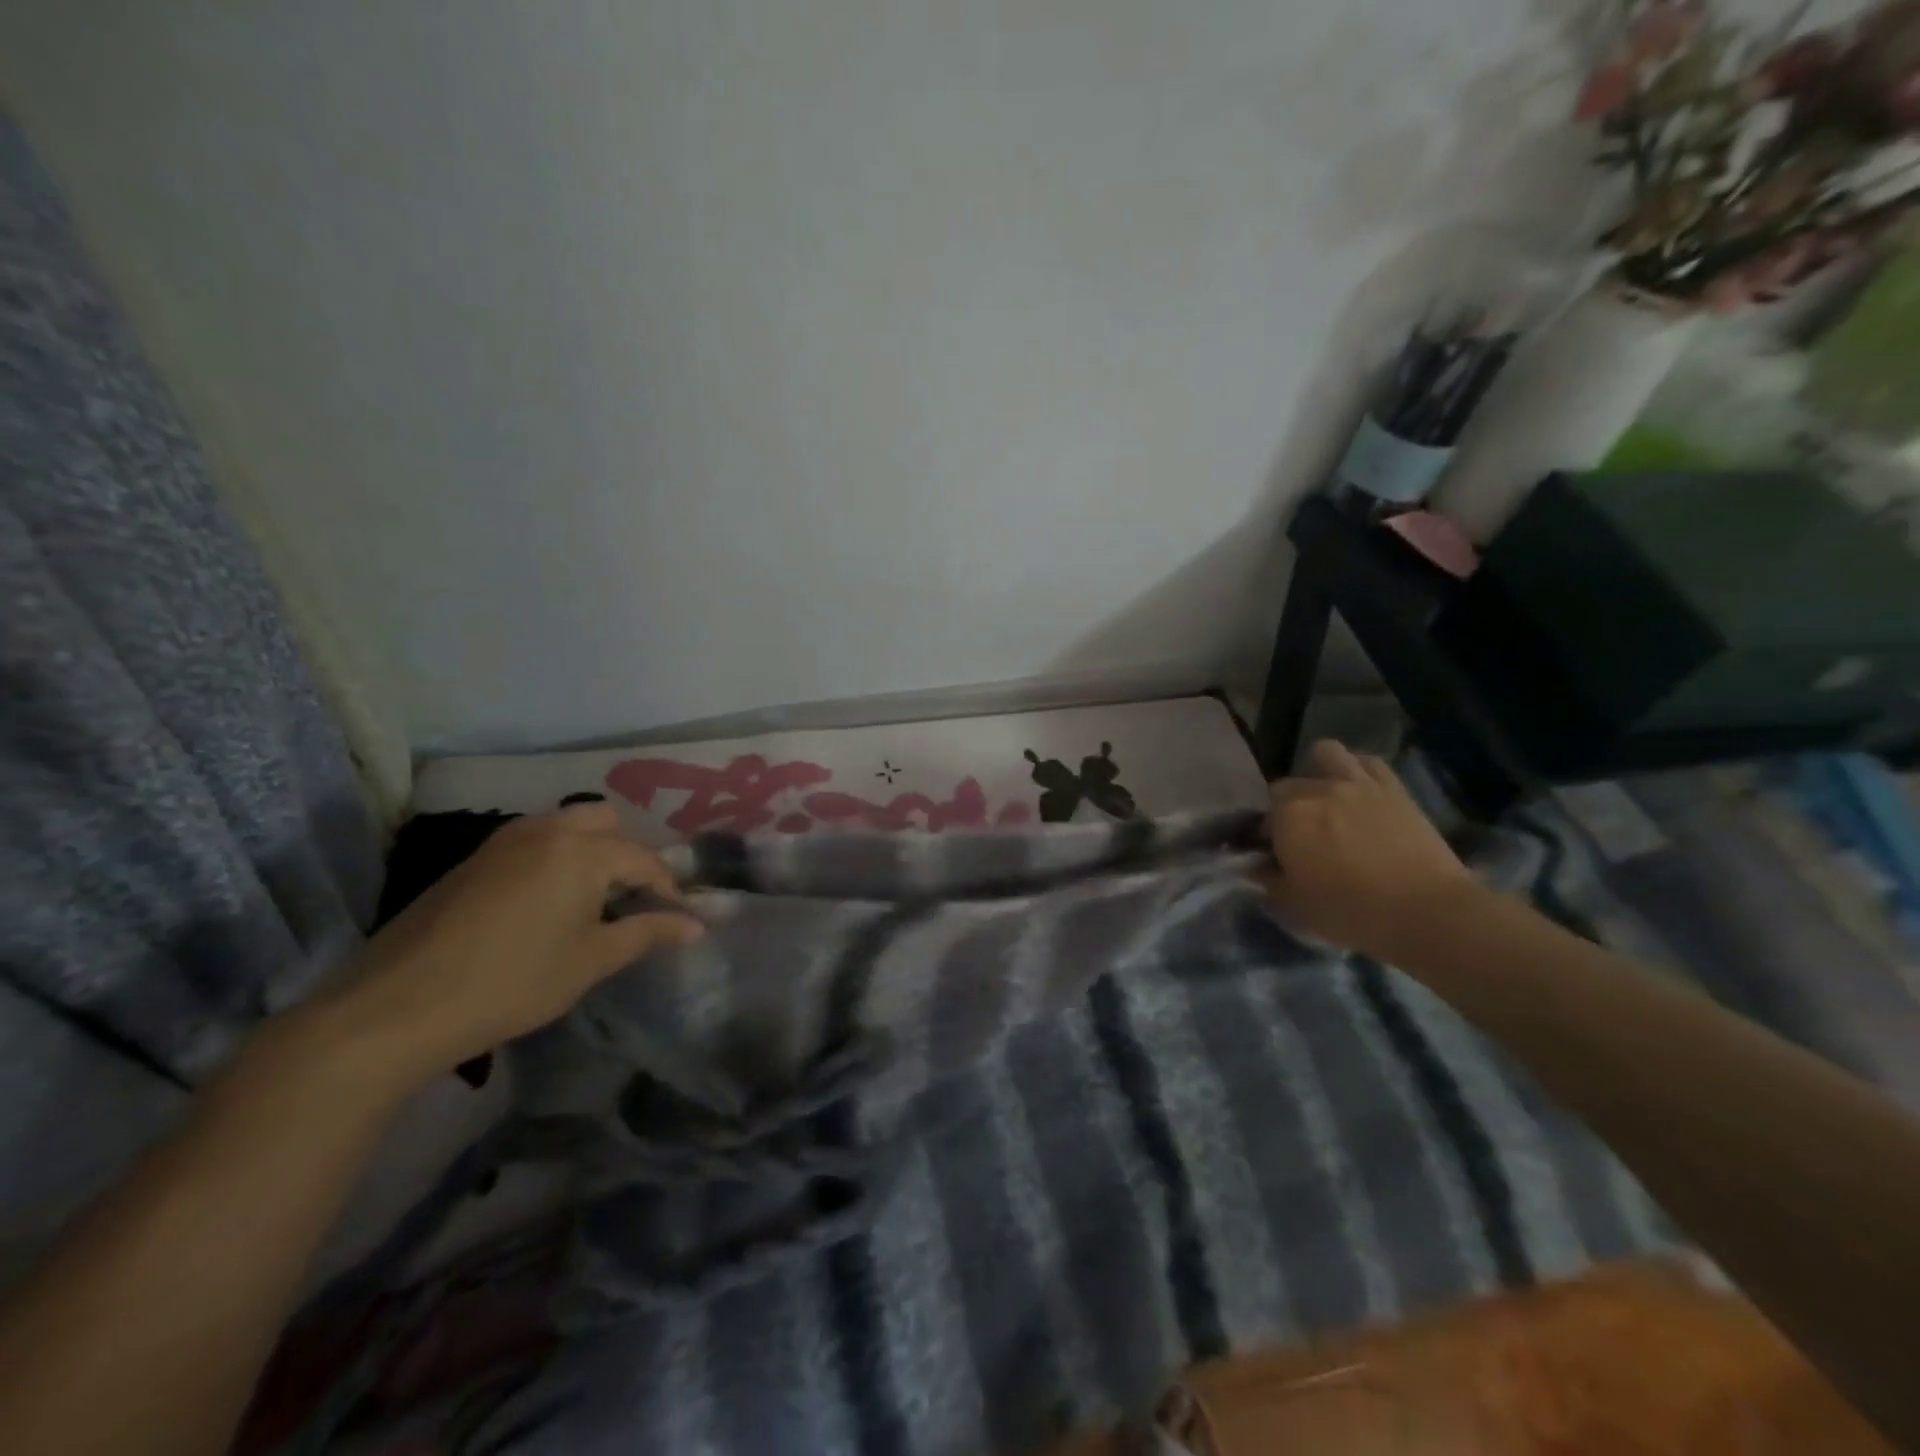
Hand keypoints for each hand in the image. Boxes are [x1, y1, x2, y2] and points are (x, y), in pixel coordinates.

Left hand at [323, 803, 702, 1083]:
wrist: (398, 1005)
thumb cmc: (513, 981)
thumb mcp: (591, 961)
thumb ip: (647, 934)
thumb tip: (696, 926)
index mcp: (582, 851)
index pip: (643, 859)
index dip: (666, 888)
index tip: (675, 917)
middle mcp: (546, 831)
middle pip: (604, 821)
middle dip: (626, 853)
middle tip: (629, 898)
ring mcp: (504, 842)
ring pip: (564, 826)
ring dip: (588, 852)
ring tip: (590, 900)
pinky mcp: (472, 861)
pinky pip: (531, 843)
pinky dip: (553, 859)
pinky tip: (543, 905)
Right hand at [1266, 740, 1479, 959]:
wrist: (1428, 911)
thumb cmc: (1351, 912)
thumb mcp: (1295, 905)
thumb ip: (1268, 880)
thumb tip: (1256, 866)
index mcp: (1287, 816)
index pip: (1261, 818)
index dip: (1266, 837)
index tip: (1275, 857)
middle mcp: (1317, 790)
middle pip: (1287, 786)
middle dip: (1287, 807)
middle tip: (1301, 836)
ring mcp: (1357, 783)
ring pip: (1325, 754)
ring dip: (1318, 770)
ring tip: (1324, 796)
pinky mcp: (1393, 788)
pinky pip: (1368, 762)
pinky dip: (1357, 769)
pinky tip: (1358, 789)